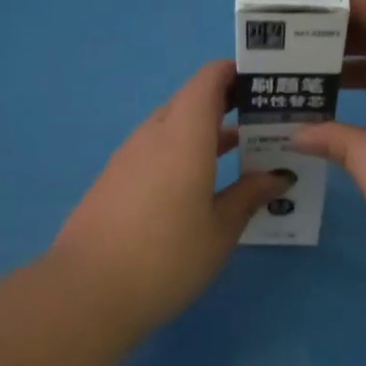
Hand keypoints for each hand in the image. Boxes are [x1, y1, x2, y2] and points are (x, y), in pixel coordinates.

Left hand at [50, 59, 291, 330]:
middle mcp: (152, 136)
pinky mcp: (112, 180)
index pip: (207, 81)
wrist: (87, 292)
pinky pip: (153, 150)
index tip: (262, 84)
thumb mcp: (219, 230)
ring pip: (170, 127)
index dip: (234, 73)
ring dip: (202, 131)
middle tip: (261, 121)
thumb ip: (249, 195)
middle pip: (188, 101)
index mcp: (183, 137)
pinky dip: (180, 153)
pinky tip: (198, 185)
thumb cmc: (167, 258)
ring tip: (239, 151)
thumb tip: (277, 175)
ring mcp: (126, 158)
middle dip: (224, 104)